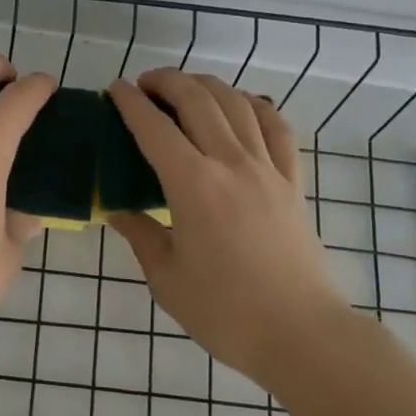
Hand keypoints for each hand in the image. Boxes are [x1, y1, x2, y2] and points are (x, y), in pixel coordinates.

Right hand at [107, 69, 349, 381]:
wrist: (301, 334)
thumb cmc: (225, 312)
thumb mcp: (166, 278)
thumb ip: (140, 234)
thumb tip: (117, 209)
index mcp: (194, 186)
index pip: (155, 128)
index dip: (131, 103)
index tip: (115, 89)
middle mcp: (231, 163)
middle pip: (198, 100)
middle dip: (166, 81)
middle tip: (144, 84)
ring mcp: (268, 168)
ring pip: (237, 103)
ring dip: (206, 85)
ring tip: (185, 88)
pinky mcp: (292, 180)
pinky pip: (276, 126)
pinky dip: (254, 104)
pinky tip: (241, 104)